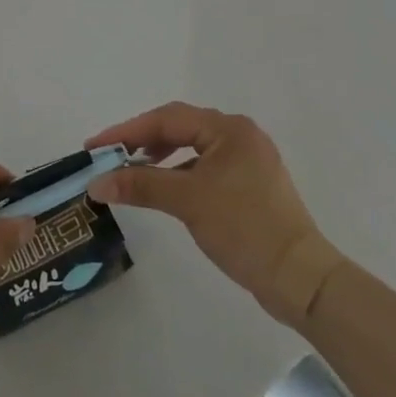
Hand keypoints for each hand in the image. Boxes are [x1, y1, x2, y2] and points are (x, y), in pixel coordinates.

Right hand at [87, 103, 345, 326]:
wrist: (300, 278)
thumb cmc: (244, 228)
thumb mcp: (187, 201)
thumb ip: (140, 185)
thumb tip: (95, 183)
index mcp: (229, 128)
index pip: (167, 118)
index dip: (127, 131)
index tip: (95, 145)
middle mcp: (240, 135)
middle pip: (180, 128)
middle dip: (142, 141)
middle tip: (109, 156)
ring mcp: (248, 160)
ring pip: (193, 148)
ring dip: (161, 157)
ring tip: (132, 171)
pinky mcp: (251, 185)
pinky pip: (205, 167)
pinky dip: (181, 173)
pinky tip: (166, 189)